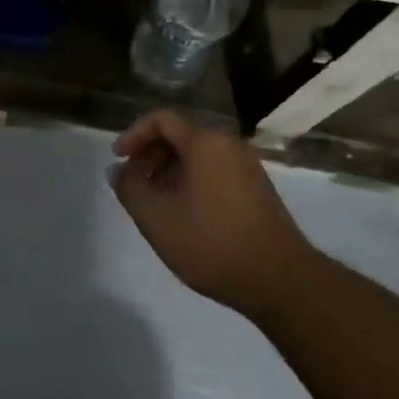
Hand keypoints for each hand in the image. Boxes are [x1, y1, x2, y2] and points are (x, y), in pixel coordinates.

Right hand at [111, 110, 313, 314]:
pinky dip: (190, 180)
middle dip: (149, 154)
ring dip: (168, 170)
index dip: (133, 135)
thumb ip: (130, 188)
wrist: (280, 279)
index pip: (161, 119)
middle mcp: (228, 144)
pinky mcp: (256, 188)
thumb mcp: (157, 218)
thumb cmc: (212, 243)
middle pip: (179, 134)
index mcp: (205, 142)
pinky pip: (213, 170)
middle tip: (132, 183)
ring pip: (197, 154)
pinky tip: (182, 213)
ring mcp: (246, 166)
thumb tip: (118, 170)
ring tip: (153, 202)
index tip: (117, 161)